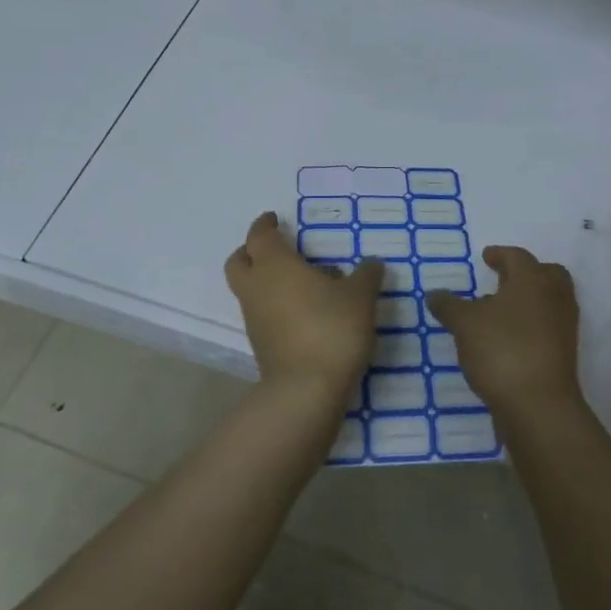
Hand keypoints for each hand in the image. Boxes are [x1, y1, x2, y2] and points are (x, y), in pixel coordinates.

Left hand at [224, 212, 380, 402]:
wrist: (306, 391)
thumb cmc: (331, 329)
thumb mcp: (360, 297)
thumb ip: (366, 276)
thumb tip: (372, 265)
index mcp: (275, 265)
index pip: (260, 235)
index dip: (265, 224)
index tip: (274, 218)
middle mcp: (257, 288)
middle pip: (239, 261)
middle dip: (251, 251)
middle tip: (274, 248)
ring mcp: (254, 319)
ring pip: (249, 290)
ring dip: (265, 281)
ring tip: (302, 283)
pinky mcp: (260, 346)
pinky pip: (262, 314)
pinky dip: (275, 306)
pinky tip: (304, 312)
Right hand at [425, 246, 581, 415]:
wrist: (540, 406)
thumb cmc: (502, 350)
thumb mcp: (464, 324)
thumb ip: (449, 305)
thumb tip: (434, 294)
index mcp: (533, 280)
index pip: (517, 257)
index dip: (500, 254)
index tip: (487, 256)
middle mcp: (554, 297)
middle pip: (546, 274)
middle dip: (525, 273)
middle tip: (503, 279)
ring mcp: (563, 327)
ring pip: (549, 301)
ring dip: (529, 300)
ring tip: (499, 311)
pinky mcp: (564, 354)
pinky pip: (549, 326)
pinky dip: (532, 324)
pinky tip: (508, 338)